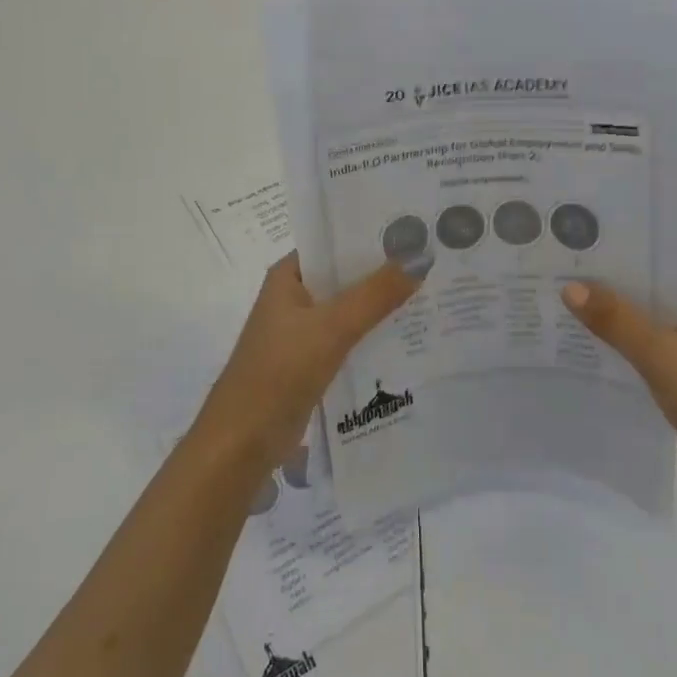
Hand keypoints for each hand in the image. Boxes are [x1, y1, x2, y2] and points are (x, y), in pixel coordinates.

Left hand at [195, 252, 418, 474]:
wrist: (242, 443)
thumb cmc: (279, 372)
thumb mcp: (332, 327)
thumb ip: (376, 294)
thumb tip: (420, 258)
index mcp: (288, 277)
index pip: (335, 244)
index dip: (373, 237)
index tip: (417, 233)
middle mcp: (294, 299)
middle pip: (346, 278)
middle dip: (385, 273)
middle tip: (435, 264)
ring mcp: (302, 333)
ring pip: (350, 311)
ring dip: (382, 307)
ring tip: (432, 296)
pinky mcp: (311, 364)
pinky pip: (349, 341)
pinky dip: (374, 337)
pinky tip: (409, 338)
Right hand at [561, 274, 676, 498]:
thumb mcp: (662, 355)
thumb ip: (616, 320)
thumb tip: (569, 287)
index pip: (663, 261)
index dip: (623, 254)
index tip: (582, 247)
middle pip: (652, 290)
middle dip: (612, 286)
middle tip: (563, 272)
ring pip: (648, 321)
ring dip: (615, 317)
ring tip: (566, 301)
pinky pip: (648, 348)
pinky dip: (623, 344)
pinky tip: (587, 341)